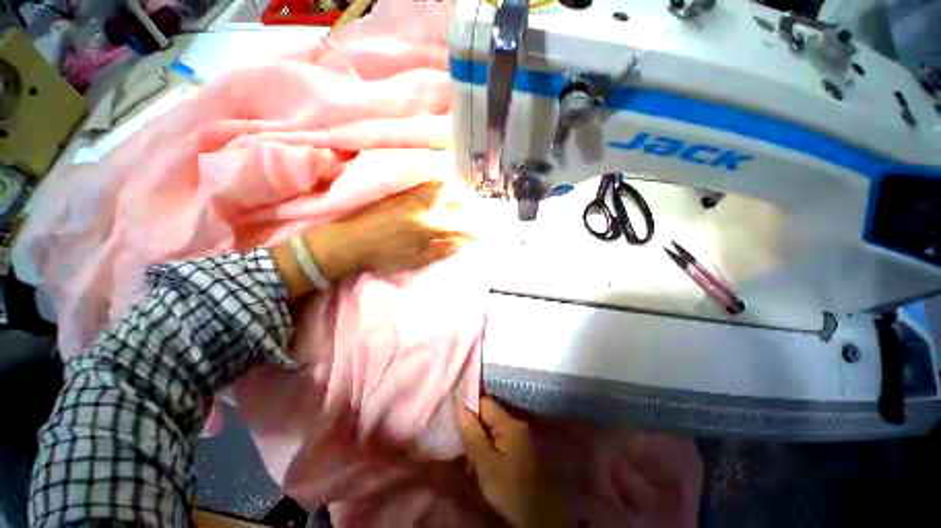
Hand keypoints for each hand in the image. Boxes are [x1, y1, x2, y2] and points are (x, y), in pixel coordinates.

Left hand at [306, 180, 471, 279]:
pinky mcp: (401, 192)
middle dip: (465, 203)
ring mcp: (411, 197)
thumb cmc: (384, 256)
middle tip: (469, 212)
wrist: (352, 241)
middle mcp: (423, 207)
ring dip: (452, 190)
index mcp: (427, 226)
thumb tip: (460, 243)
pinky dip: (437, 184)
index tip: (475, 234)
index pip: (458, 224)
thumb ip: (440, 250)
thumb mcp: (415, 260)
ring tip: (457, 198)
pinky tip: (438, 191)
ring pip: (439, 185)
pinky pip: (425, 183)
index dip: (470, 229)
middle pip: (452, 197)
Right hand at [457, 397, 569, 527]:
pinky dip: (485, 447)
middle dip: (471, 427)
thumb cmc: (509, 489)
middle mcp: (515, 424)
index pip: (484, 402)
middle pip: (487, 415)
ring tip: (468, 459)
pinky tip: (478, 464)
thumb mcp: (486, 464)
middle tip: (460, 445)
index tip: (454, 421)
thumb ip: (472, 434)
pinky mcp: (517, 448)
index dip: (468, 408)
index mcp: (510, 423)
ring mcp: (517, 436)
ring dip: (477, 440)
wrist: (535, 516)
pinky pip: (496, 439)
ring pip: (490, 428)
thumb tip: (459, 405)